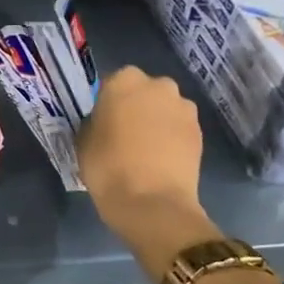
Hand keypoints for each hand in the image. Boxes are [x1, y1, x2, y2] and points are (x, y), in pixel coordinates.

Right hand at [77, 66, 220, 279]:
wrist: (152, 202)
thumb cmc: (107, 166)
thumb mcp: (84, 139)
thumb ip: (95, 121)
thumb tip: (105, 121)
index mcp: (123, 81)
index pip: (112, 82)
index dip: (108, 101)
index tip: (103, 119)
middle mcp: (158, 85)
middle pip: (144, 90)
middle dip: (137, 105)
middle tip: (124, 131)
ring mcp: (183, 108)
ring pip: (165, 107)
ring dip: (157, 120)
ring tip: (145, 147)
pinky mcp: (200, 132)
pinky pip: (179, 127)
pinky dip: (171, 137)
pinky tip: (160, 158)